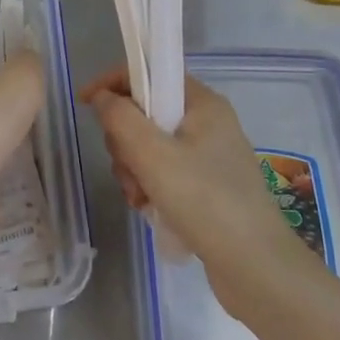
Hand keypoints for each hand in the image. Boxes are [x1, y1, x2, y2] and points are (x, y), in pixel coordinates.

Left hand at [0, 54, 44, 239]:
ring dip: (10, 141)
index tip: (39, 89)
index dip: (16, 78)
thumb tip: (31, 57)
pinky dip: (7, 168)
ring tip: (38, 149)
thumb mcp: (24, 76)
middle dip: (14, 111)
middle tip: (44, 119)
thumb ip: (30, 64)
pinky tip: (24, 174)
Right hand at [81, 70, 324, 309]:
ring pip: (149, 147)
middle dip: (125, 142)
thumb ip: (120, 118)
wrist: (255, 266)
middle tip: (128, 169)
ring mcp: (208, 156)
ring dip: (134, 171)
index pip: (150, 73)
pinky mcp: (206, 186)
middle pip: (145, 113)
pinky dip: (149, 187)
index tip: (85, 104)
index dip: (113, 83)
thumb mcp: (153, 155)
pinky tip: (149, 210)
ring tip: (140, 199)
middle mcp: (207, 123)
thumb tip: (101, 97)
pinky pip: (163, 173)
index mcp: (202, 103)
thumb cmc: (204, 200)